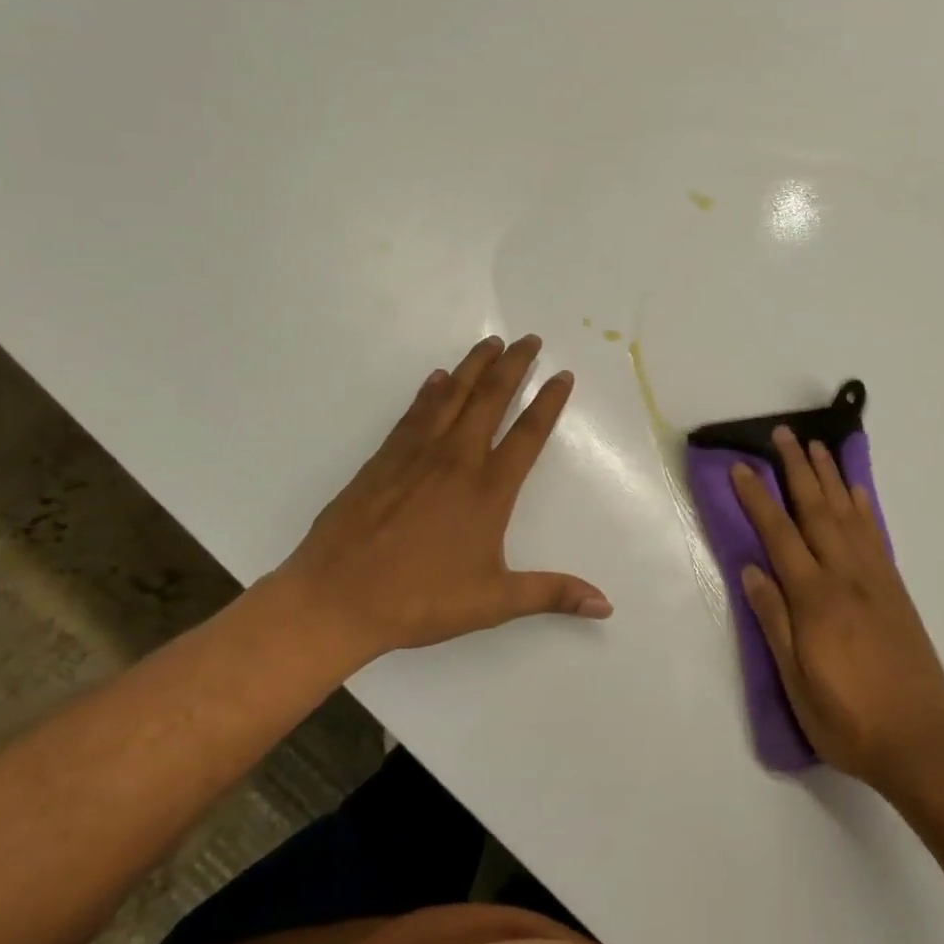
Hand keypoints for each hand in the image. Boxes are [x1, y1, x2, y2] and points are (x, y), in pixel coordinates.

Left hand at [270, 334, 610, 661]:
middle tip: (530, 339)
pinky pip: (414, 414)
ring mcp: (417, 455)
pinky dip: (430, 391)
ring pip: (452, 396)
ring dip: (474, 366)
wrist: (337, 598)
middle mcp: (457, 460)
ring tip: (491, 342)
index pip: (529, 434)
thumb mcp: (494, 602)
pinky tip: (437, 378)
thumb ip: (552, 594)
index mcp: (489, 490)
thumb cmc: (421, 600)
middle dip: (514, 365)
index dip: (549, 401)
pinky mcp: (384, 459)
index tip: (563, 374)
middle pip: (491, 399)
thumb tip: (605, 605)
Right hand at [729, 426, 943, 792]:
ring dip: (830, 477)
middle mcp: (846, 577)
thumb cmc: (848, 720)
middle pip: (816, 510)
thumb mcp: (797, 683)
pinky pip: (877, 536)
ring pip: (848, 515)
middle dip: (797, 469)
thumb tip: (751, 569)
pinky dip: (864, 507)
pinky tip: (856, 491)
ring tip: (817, 446)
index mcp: (816, 600)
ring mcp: (876, 580)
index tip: (742, 467)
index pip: (779, 536)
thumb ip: (775, 622)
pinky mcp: (896, 589)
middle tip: (783, 434)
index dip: (757, 499)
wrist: (922, 742)